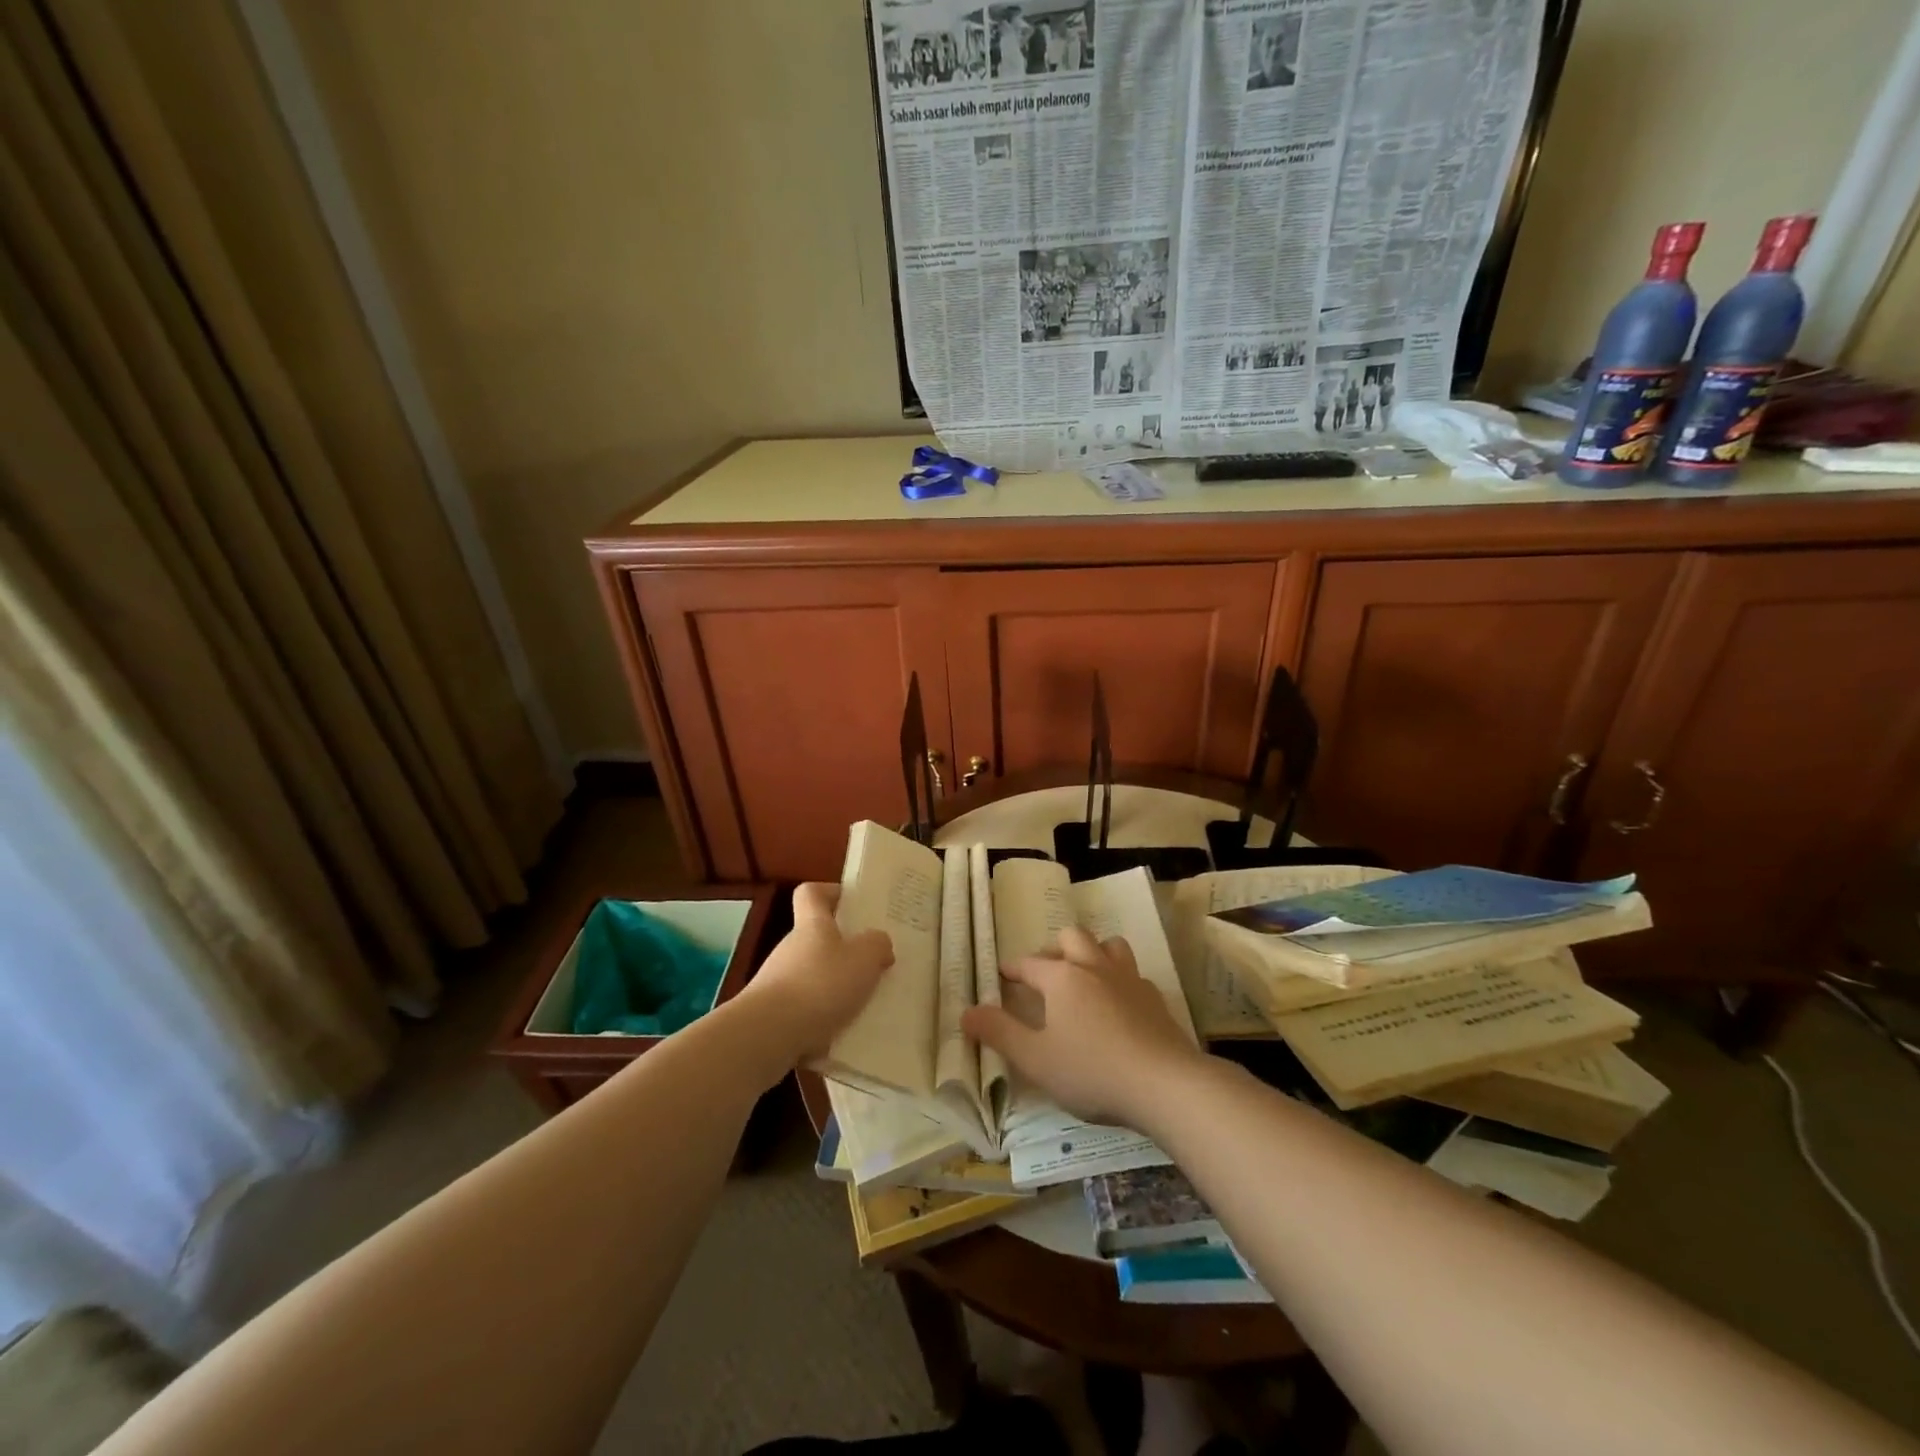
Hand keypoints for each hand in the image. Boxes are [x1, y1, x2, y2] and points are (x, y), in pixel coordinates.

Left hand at [742, 884, 892, 1061]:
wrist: (768, 1036)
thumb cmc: (820, 985)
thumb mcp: (864, 958)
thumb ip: (877, 945)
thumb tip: (878, 943)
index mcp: (812, 925)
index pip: (811, 893)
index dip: (830, 892)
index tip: (852, 904)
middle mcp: (791, 949)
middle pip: (816, 939)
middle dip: (844, 951)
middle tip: (873, 965)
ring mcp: (778, 983)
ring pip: (813, 978)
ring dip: (835, 990)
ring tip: (865, 1007)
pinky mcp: (773, 1017)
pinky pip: (805, 1012)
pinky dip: (824, 1021)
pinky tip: (843, 1036)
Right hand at [961, 926, 1205, 1128]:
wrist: (1165, 1084)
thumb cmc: (1091, 1071)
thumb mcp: (1035, 1059)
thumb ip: (999, 1033)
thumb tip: (966, 1012)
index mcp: (1062, 978)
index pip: (1029, 963)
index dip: (1012, 969)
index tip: (1002, 975)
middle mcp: (1094, 967)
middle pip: (1071, 938)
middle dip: (1054, 949)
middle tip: (1045, 972)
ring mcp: (1128, 979)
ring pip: (1108, 945)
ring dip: (1092, 952)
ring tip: (1084, 975)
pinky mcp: (1154, 997)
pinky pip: (1132, 974)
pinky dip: (1119, 979)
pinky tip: (1118, 1003)